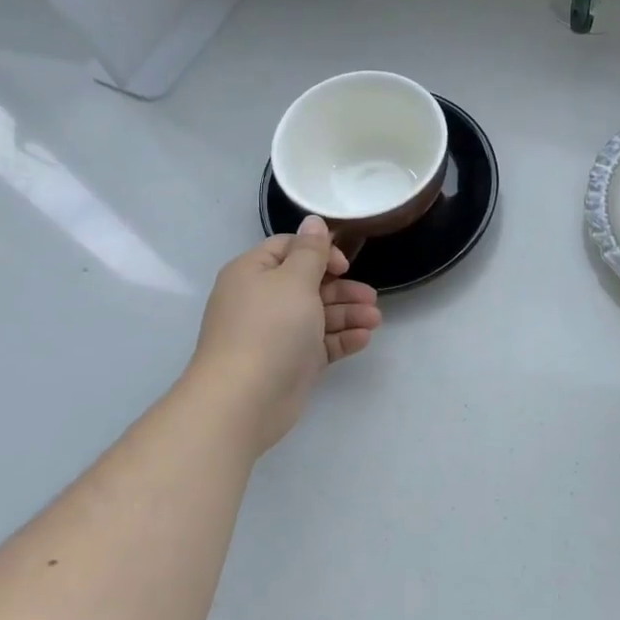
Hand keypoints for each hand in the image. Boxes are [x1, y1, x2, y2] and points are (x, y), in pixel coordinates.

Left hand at [188, 216, 380, 456]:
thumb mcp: (294, 280)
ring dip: (349, 314)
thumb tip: (313, 220)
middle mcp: (263, 300)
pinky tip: (363, 339)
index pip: (289, 249)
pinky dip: (342, 338)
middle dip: (343, 289)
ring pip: (319, 314)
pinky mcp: (291, 362)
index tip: (344, 265)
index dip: (320, 252)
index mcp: (253, 273)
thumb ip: (311, 251)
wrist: (244, 400)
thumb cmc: (269, 328)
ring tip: (375, 320)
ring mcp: (277, 333)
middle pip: (309, 283)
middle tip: (371, 298)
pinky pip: (320, 343)